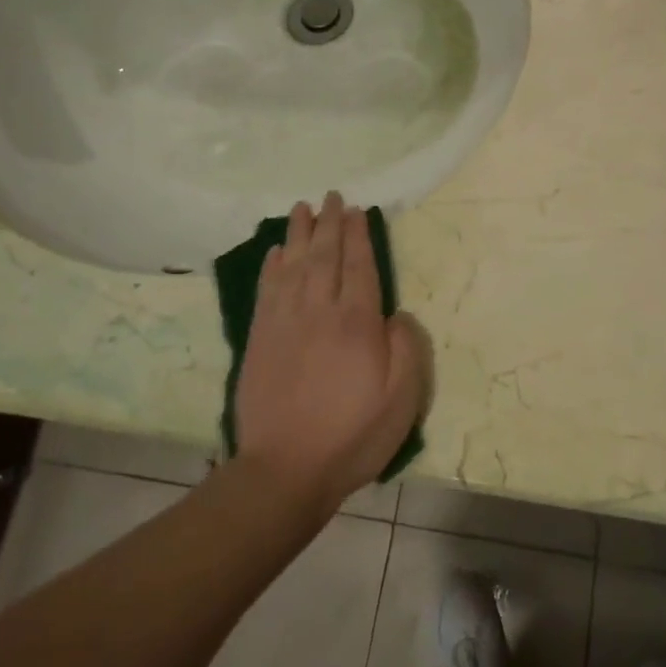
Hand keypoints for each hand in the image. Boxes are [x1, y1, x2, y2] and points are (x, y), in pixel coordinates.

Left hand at [235, 192, 430, 513]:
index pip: (359, 266)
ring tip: (302, 208)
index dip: (358, 236)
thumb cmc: (353, 435)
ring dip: (298, 235)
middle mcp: (319, 312)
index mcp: (357, 323)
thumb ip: (405, 348)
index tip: (357, 211)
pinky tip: (275, 252)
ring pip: (292, 266)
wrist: (286, 469)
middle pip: (324, 257)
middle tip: (331, 196)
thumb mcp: (402, 398)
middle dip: (329, 224)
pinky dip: (271, 267)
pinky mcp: (260, 340)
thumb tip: (394, 314)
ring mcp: (284, 324)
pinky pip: (266, 291)